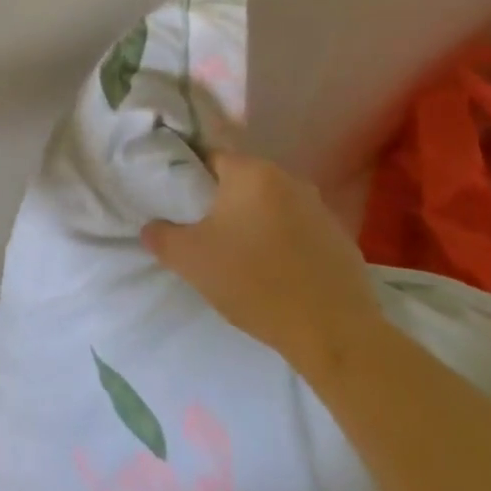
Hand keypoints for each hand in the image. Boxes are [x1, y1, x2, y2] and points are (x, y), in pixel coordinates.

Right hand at [142, 151, 381, 374]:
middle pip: (243, 181)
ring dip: (257, 222)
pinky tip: (279, 273)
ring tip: (244, 258)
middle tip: (208, 236)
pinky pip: (300, 229)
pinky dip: (286, 242)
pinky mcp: (339, 236)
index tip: (183, 208)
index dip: (192, 181)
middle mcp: (287, 177)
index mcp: (251, 172)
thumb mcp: (192, 261)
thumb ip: (162, 236)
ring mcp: (318, 206)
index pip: (211, 159)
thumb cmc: (254, 283)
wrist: (332, 332)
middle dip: (225, 203)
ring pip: (273, 205)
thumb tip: (150, 226)